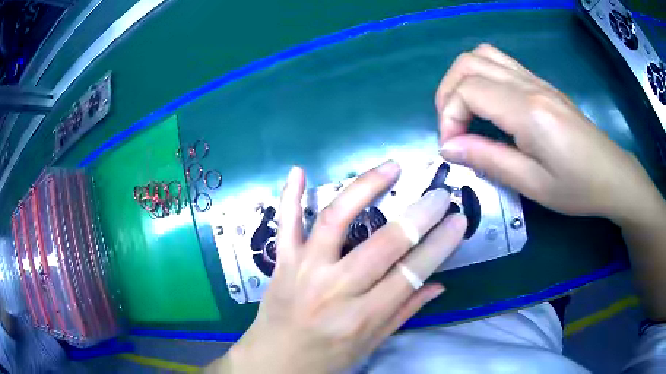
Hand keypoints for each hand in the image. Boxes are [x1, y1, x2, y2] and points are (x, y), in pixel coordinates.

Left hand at [210, 163, 466, 373]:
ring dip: (365, 188)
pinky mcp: (282, 261)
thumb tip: (439, 283)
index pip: (411, 273)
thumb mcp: (371, 343)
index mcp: (362, 316)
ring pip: (336, 220)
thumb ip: (404, 311)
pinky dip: (290, 197)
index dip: (440, 244)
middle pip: (384, 244)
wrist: (274, 360)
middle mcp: (334, 289)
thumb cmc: (326, 358)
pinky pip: (285, 224)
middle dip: (419, 215)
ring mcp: (304, 270)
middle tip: (440, 194)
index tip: (458, 219)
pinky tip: (299, 171)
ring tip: (391, 167)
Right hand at [435, 44, 661, 223]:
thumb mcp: (532, 184)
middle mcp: (528, 85)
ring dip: (462, 79)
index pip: (468, 90)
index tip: (453, 148)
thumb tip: (449, 147)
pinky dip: (481, 77)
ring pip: (482, 55)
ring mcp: (535, 80)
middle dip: (448, 93)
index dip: (449, 117)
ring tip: (464, 112)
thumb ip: (488, 160)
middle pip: (468, 63)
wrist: (611, 175)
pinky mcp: (541, 83)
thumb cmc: (577, 187)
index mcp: (528, 111)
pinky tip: (488, 105)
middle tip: (453, 129)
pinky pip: (500, 63)